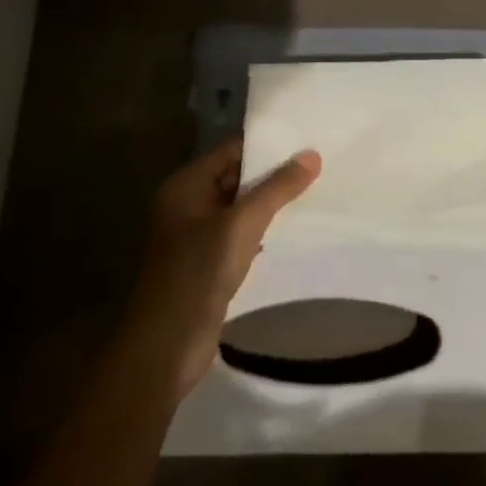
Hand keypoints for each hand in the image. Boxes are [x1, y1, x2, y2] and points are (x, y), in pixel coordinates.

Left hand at [138, 139, 320, 398]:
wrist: (165, 348)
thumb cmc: (197, 275)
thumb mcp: (241, 226)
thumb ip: (276, 189)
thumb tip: (311, 154)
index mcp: (186, 185)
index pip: (232, 149)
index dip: (269, 143)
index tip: (308, 138)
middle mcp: (188, 203)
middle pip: (237, 176)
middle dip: (274, 172)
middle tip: (321, 163)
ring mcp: (196, 235)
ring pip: (241, 207)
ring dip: (272, 202)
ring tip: (317, 191)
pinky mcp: (208, 263)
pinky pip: (240, 234)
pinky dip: (264, 229)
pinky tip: (294, 229)